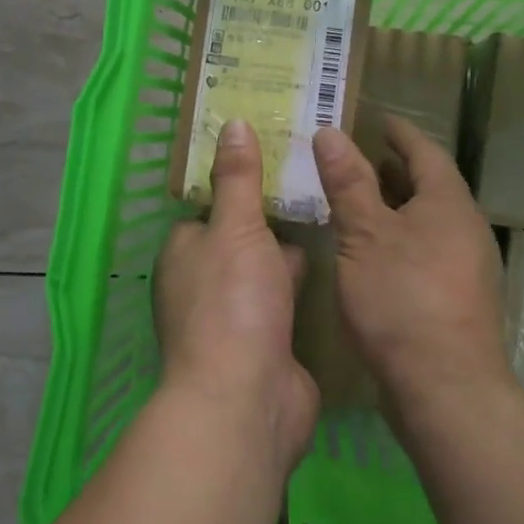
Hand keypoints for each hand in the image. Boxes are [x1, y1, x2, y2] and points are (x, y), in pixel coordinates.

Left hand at [155, 120, 318, 471]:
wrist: (247, 401)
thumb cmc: (232, 303)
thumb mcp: (235, 228)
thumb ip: (237, 178)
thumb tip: (232, 123)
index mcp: (185, 251)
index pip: (212, 206)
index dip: (241, 180)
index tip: (277, 153)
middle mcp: (203, 282)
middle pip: (241, 236)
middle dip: (272, 214)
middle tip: (315, 177)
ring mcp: (235, 315)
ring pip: (265, 268)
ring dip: (290, 250)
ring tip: (333, 208)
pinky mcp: (266, 342)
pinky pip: (286, 299)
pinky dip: (304, 283)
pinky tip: (338, 260)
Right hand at [312, 116, 510, 426]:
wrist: (446, 389)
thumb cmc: (402, 299)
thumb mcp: (364, 235)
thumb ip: (348, 183)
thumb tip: (330, 133)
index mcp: (448, 203)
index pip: (424, 151)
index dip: (399, 133)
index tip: (377, 120)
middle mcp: (465, 228)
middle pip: (430, 185)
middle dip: (396, 169)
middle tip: (358, 158)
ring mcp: (466, 266)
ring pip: (428, 219)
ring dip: (397, 204)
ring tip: (359, 201)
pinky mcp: (458, 298)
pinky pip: (428, 248)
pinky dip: (401, 236)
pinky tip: (373, 253)